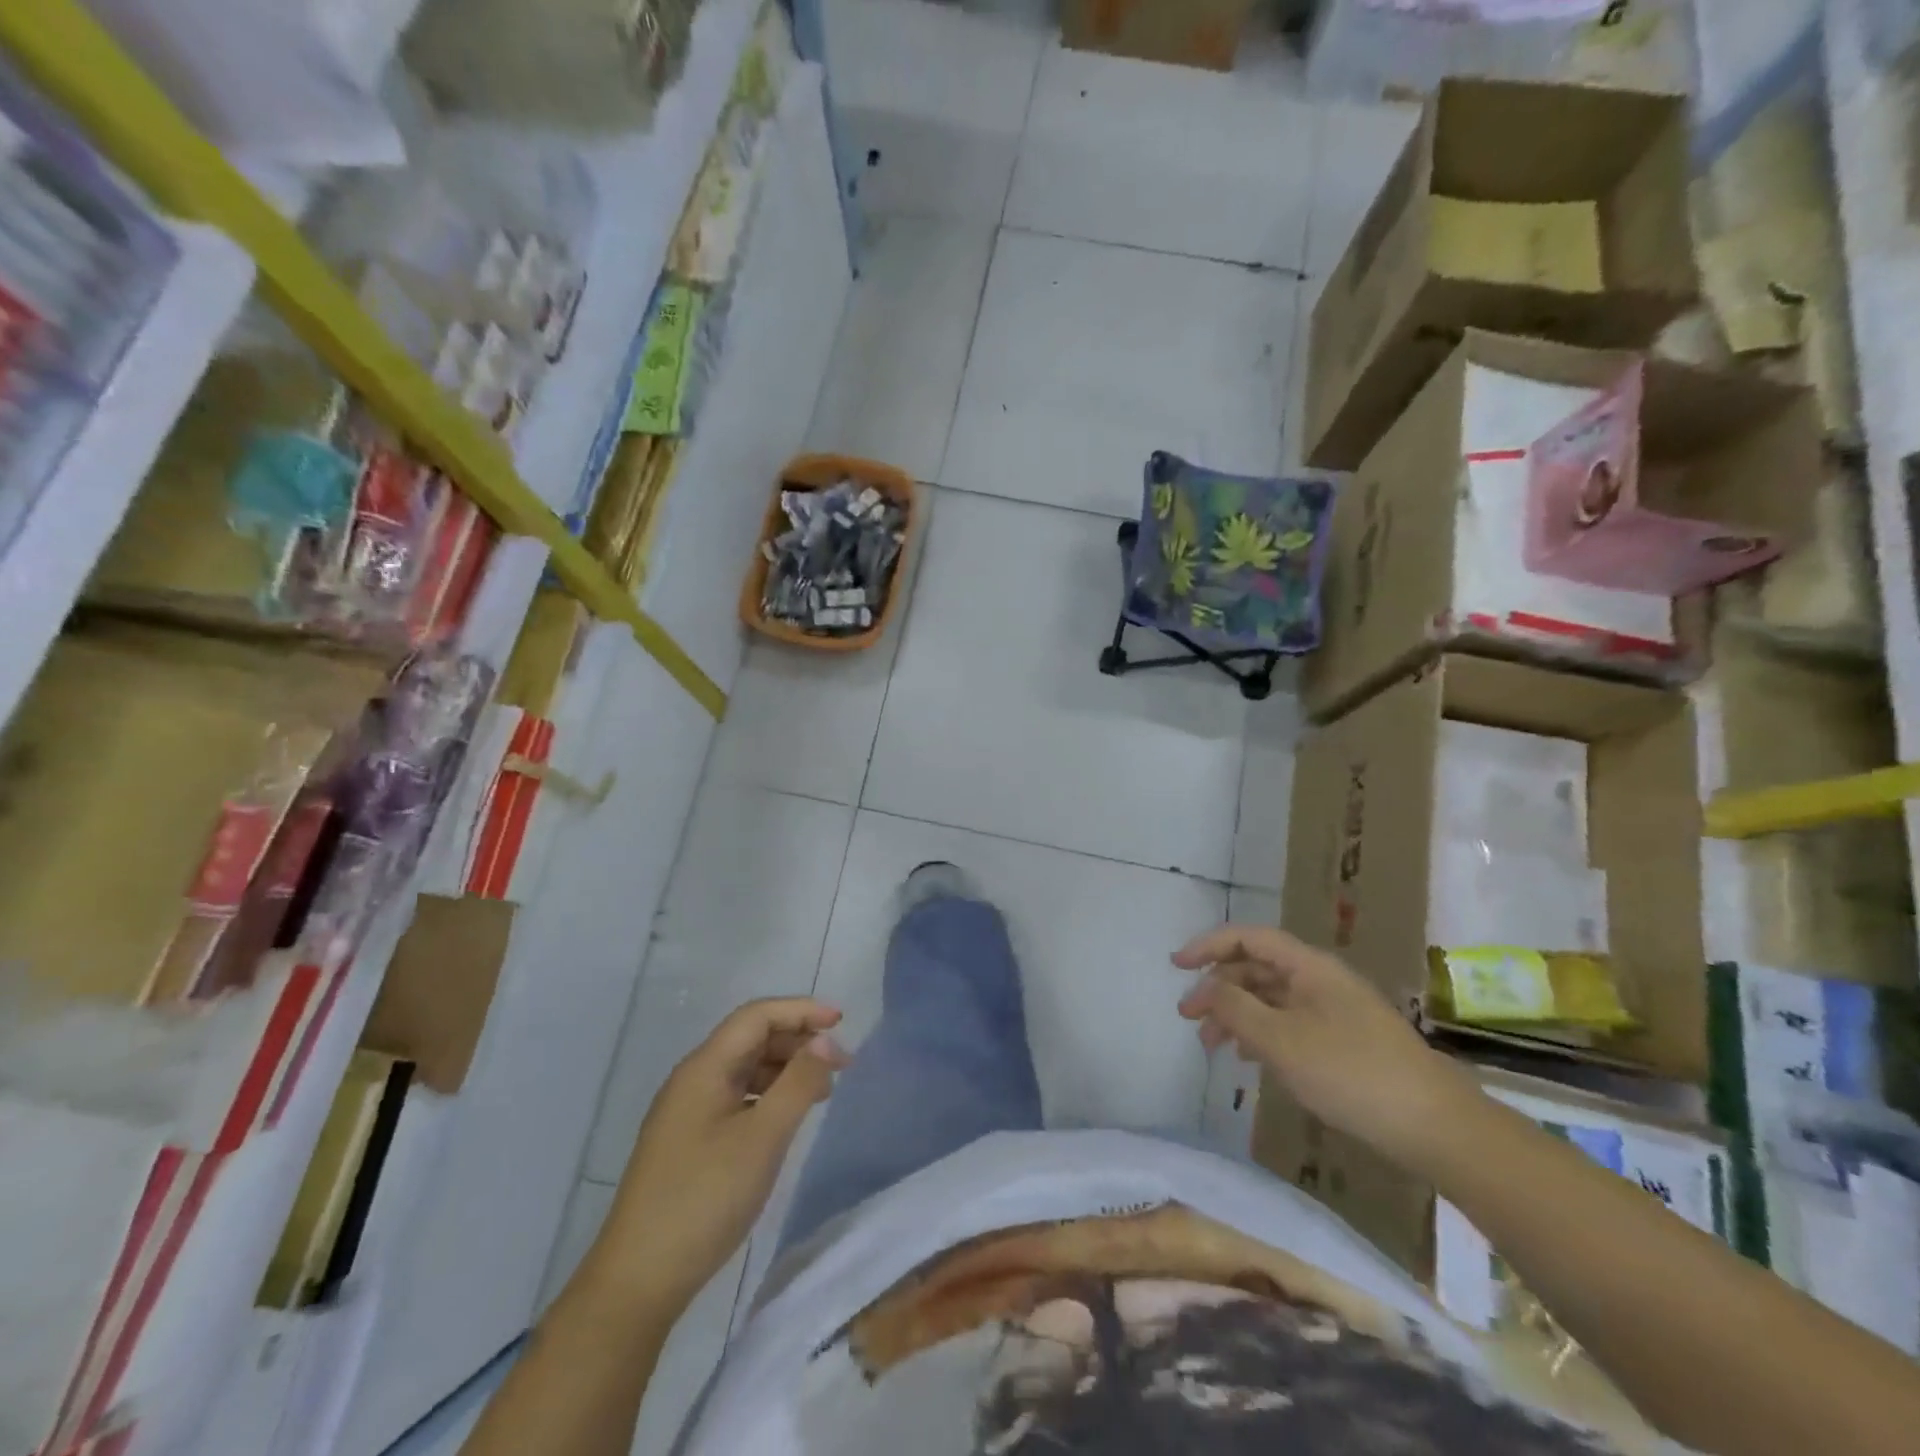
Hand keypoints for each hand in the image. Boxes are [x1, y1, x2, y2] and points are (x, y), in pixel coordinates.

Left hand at [594, 998, 849, 1310]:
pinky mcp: (688, 1141)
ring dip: (785, 1070)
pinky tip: (786, 1119)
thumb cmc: (704, 1198)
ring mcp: (687, 1111)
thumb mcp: (763, 1137)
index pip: (757, 1016)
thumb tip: (825, 1039)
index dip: (801, 1010)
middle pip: (751, 1038)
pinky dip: (768, 1096)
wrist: (637, 1282)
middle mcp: (693, 1079)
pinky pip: (736, 1097)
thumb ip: (798, 1082)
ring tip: (822, 1093)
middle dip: (798, 1041)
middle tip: (840, 1065)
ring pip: (745, 1069)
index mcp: (704, 1068)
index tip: (842, 1022)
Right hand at [1173, 925, 1475, 1164]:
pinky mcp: (1344, 1041)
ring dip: (1236, 1015)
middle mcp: (1320, 979)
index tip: (1176, 966)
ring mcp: (1334, 1010)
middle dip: (1217, 988)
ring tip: (1212, 1047)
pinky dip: (1261, 1034)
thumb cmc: (1351, 1073)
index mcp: (1308, 967)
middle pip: (1256, 968)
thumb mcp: (1281, 1041)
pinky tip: (1249, 1059)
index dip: (1208, 945)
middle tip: (1189, 1019)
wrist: (1435, 1126)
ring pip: (1270, 999)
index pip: (1248, 938)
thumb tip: (1206, 987)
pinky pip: (1288, 1023)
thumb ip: (1236, 1008)